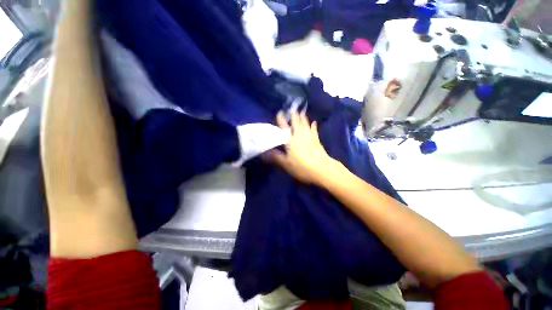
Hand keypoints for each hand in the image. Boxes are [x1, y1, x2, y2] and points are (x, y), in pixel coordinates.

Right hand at [262, 111, 337, 184]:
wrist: (321, 168)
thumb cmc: (301, 166)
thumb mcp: (286, 163)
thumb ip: (275, 157)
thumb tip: (263, 153)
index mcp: (290, 139)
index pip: (284, 126)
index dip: (281, 119)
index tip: (279, 112)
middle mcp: (300, 134)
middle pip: (296, 122)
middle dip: (293, 115)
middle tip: (292, 109)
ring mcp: (309, 136)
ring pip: (305, 124)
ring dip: (303, 118)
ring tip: (301, 112)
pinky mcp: (317, 140)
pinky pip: (314, 130)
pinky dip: (313, 126)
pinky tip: (314, 122)